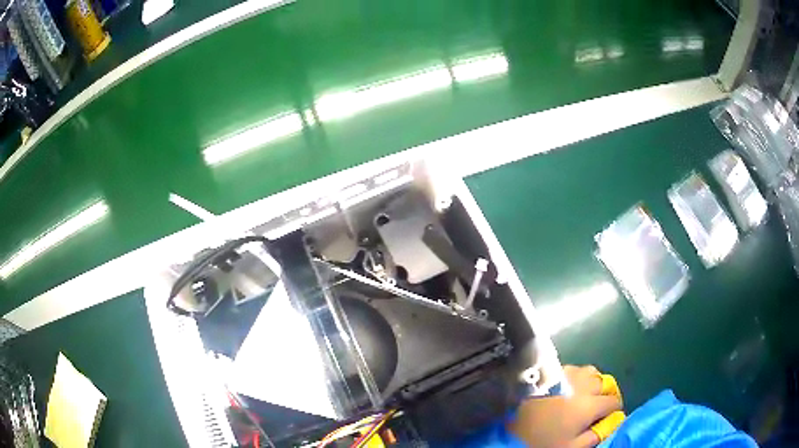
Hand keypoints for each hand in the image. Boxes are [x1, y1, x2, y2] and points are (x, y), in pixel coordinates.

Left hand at [507, 365, 622, 447]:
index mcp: (589, 405)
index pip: (614, 402)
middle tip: (599, 406)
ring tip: (587, 395)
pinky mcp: (551, 372)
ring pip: (592, 372)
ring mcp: (566, 375)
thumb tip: (613, 422)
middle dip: (607, 394)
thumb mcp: (571, 447)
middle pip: (606, 383)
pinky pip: (574, 369)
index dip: (615, 410)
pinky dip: (579, 377)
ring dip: (594, 382)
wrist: (507, 430)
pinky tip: (570, 388)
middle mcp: (582, 385)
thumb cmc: (542, 441)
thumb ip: (596, 435)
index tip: (610, 416)